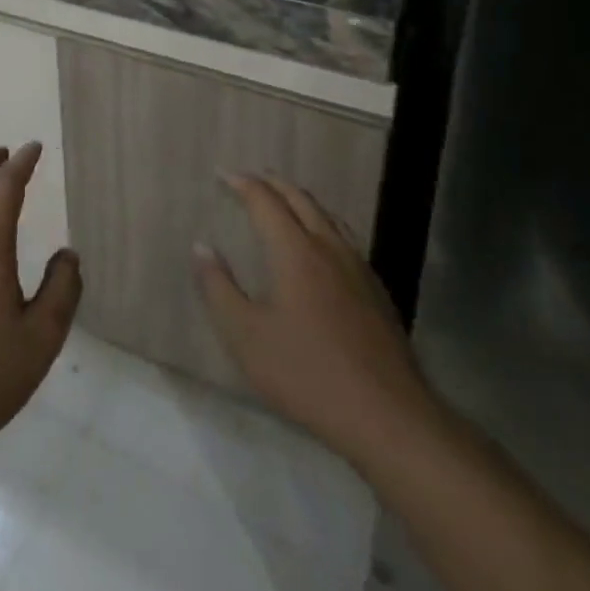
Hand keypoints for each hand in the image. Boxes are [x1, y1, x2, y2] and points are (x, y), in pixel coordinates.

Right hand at [196, 174, 440, 473]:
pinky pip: (345, 238)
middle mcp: (329, 248)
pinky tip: (322, 246)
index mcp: (295, 251)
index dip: (243, 183)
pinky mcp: (377, 291)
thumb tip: (201, 247)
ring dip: (301, 200)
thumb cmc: (307, 374)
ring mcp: (358, 268)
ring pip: (328, 216)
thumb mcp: (246, 337)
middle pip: (301, 199)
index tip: (222, 173)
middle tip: (252, 177)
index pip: (265, 201)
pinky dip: (323, 224)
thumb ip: (219, 288)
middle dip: (274, 183)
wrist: (388, 416)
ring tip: (285, 201)